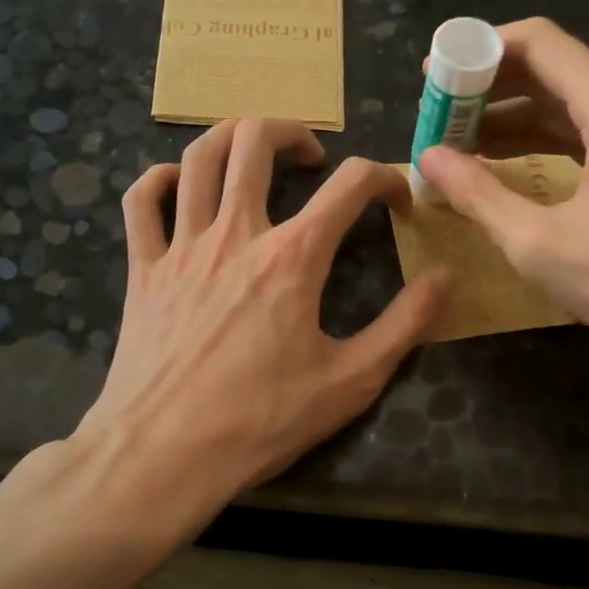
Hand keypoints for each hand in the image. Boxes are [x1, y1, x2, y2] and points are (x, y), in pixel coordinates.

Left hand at [79, 119, 450, 505]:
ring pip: (198, 157)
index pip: (351, 184)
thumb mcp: (352, 381)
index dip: (386, 179)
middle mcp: (236, 234)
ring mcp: (182, 246)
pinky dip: (160, 179)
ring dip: (231, 138)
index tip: (397, 204)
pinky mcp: (143, 268)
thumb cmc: (261, 421)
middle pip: (256, 140)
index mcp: (293, 257)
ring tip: (254, 152)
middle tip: (313, 159)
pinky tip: (180, 186)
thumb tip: (446, 278)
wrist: (163, 455)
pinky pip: (142, 201)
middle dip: (294, 132)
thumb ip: (405, 324)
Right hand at [416, 18, 588, 358]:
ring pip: (570, 99)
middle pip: (552, 67)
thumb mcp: (539, 243)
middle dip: (489, 87)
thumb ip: (477, 194)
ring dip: (514, 115)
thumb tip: (426, 158)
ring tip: (460, 141)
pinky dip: (545, 137)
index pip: (538, 42)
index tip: (434, 77)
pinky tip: (507, 161)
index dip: (478, 51)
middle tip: (439, 115)